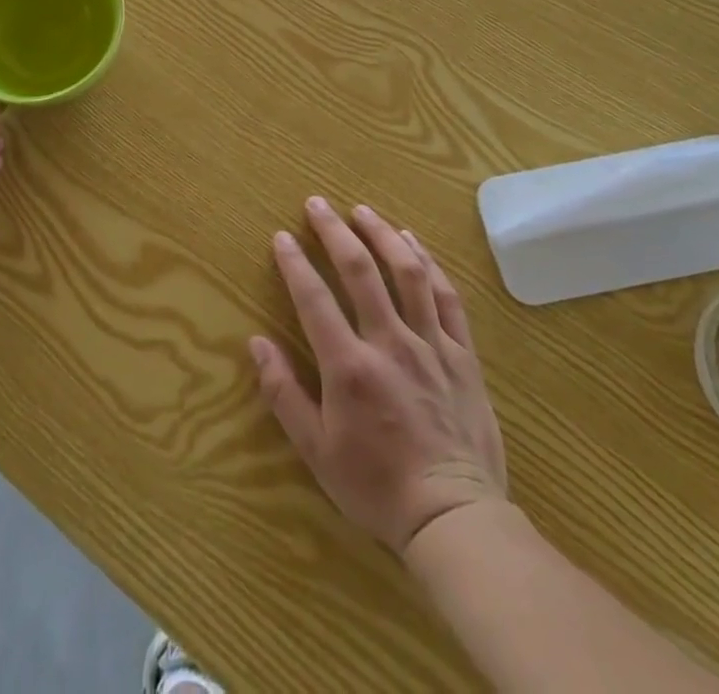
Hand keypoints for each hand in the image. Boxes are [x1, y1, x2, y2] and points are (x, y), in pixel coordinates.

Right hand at [251, 197, 506, 554]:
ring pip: (407, 273)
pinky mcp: (462, 353)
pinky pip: (446, 297)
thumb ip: (283, 393)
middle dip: (334, 231)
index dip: (295, 263)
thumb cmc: (376, 485)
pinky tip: (413, 243)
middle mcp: (390, 343)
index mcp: (350, 366)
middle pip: (360, 271)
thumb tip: (256, 343)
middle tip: (317, 203)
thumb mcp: (316, 450)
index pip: (314, 299)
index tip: (282, 236)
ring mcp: (431, 344)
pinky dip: (428, 263)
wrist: (454, 516)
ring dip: (382, 234)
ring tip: (363, 211)